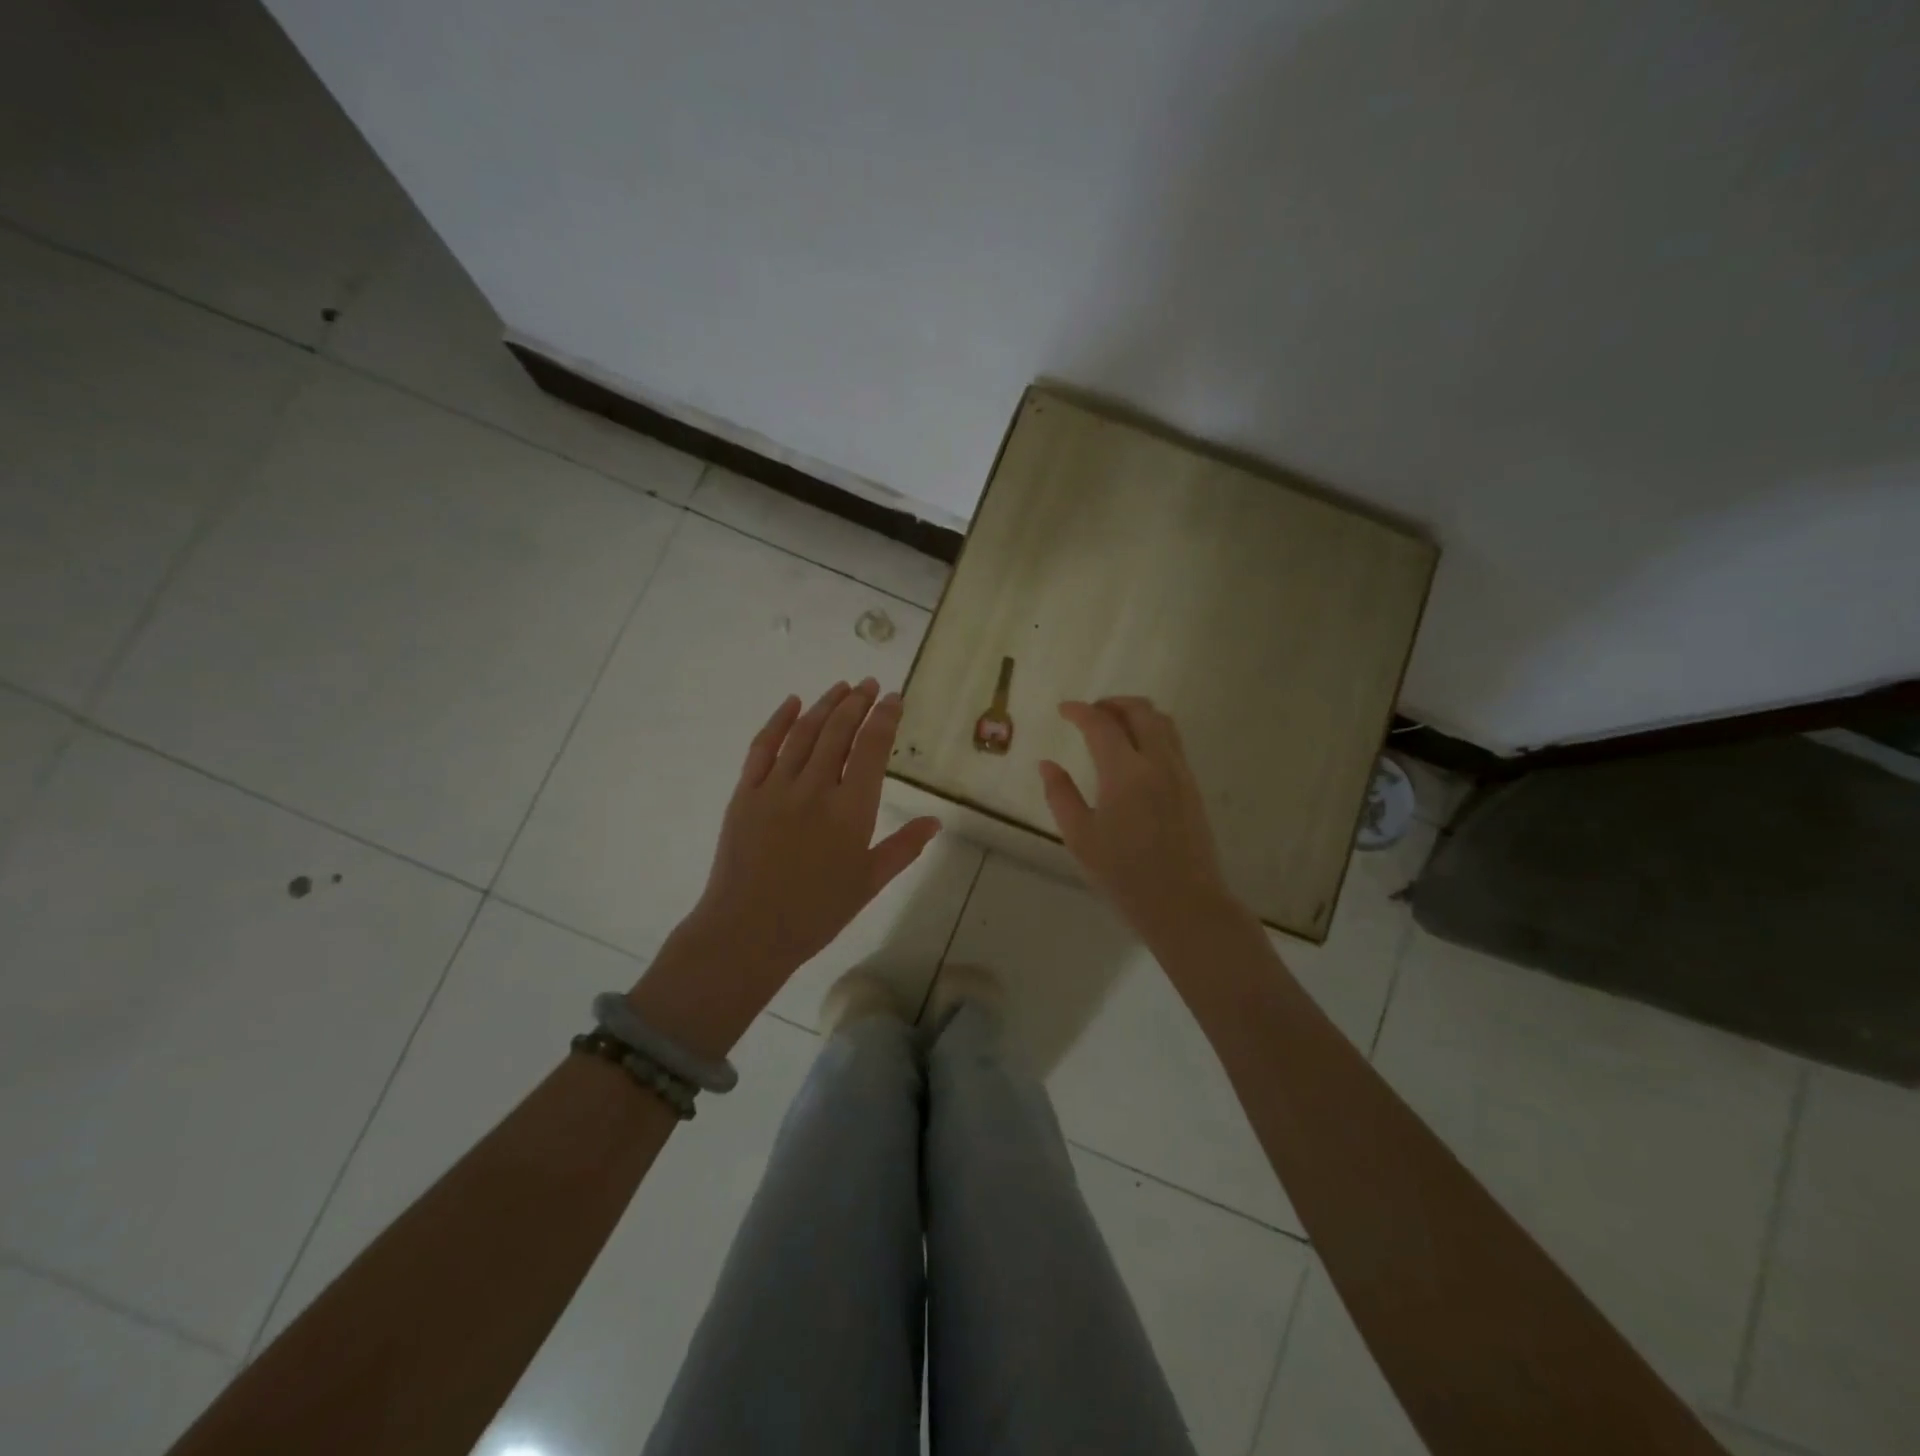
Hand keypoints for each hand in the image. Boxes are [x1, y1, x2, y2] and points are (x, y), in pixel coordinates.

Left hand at [633, 680, 940, 1054]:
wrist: (748, 931)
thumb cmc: (816, 913)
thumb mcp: (869, 883)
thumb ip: (903, 848)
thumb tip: (935, 821)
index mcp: (852, 810)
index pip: (873, 748)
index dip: (885, 717)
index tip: (894, 697)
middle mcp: (816, 788)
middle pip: (839, 731)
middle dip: (858, 702)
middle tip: (870, 684)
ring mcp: (776, 787)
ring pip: (804, 732)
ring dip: (825, 704)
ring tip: (842, 687)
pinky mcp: (746, 792)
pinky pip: (762, 746)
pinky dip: (778, 720)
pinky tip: (792, 703)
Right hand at [1039, 697, 1244, 949]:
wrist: (1184, 904)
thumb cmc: (1125, 875)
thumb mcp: (1081, 838)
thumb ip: (1061, 795)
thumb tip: (1047, 765)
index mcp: (1125, 773)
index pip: (1101, 724)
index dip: (1080, 711)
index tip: (1063, 710)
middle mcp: (1157, 763)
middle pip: (1140, 711)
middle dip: (1112, 703)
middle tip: (1090, 712)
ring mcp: (1180, 773)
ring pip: (1163, 722)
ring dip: (1136, 713)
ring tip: (1114, 725)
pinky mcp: (1192, 787)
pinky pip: (1173, 742)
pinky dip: (1152, 731)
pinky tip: (1135, 753)